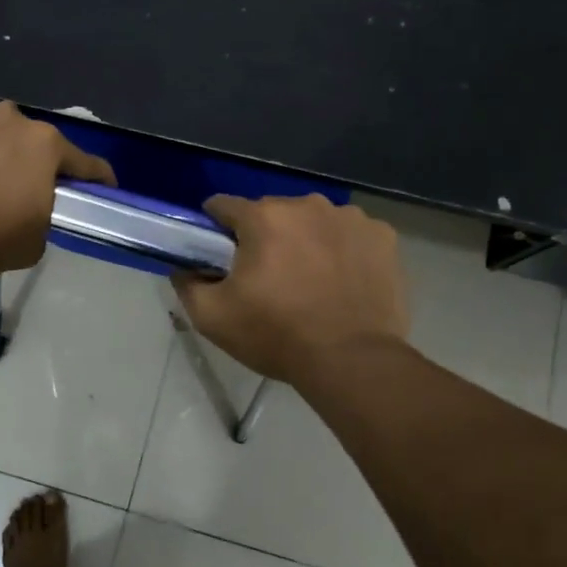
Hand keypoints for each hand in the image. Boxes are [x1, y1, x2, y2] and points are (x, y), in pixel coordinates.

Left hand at [0, 101, 115, 277]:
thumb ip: (42, 218)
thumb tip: (30, 213)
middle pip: (31, 140)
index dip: (97, 178)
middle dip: (30, 161)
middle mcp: (11, 118)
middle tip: (19, 190)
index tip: (103, 188)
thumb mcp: (33, 242)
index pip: (85, 162)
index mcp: (45, 145)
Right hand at [171, 195, 408, 383]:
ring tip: (310, 282)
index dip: (215, 229)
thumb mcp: (212, 318)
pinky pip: (350, 235)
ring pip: (313, 221)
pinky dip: (343, 250)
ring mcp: (351, 218)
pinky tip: (343, 282)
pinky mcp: (382, 236)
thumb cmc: (277, 336)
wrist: (353, 361)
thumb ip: (187, 284)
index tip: (218, 255)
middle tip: (267, 278)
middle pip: (272, 213)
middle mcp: (307, 205)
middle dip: (264, 237)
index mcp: (264, 217)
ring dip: (305, 241)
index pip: (223, 206)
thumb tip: (183, 267)